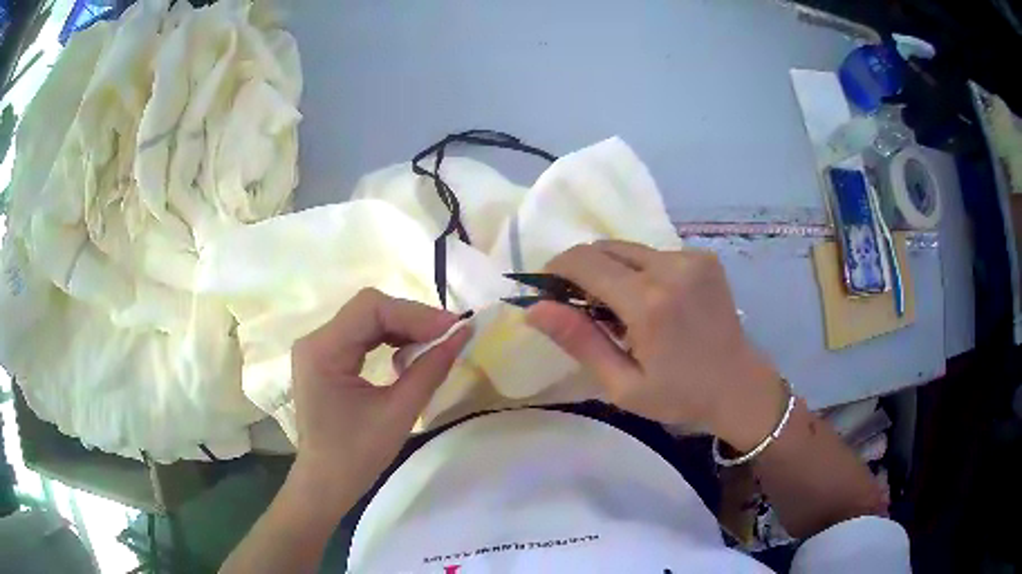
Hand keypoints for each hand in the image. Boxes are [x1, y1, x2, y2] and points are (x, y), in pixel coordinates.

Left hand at [288, 288, 470, 510]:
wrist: (326, 484)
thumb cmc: (357, 456)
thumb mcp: (398, 413)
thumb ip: (430, 370)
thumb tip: (462, 335)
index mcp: (323, 350)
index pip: (370, 308)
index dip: (415, 313)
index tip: (452, 329)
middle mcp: (315, 340)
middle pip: (368, 310)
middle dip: (412, 320)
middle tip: (450, 336)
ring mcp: (318, 348)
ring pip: (367, 320)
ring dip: (403, 328)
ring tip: (435, 345)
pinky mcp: (326, 359)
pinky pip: (362, 336)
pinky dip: (390, 341)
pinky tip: (408, 357)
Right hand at [526, 241, 785, 450]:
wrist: (739, 386)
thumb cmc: (679, 396)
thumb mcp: (622, 385)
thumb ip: (579, 342)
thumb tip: (534, 308)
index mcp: (648, 303)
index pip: (584, 262)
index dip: (556, 269)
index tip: (548, 290)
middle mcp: (670, 267)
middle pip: (605, 248)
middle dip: (583, 270)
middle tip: (584, 307)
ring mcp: (691, 258)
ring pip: (629, 248)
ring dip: (613, 271)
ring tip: (621, 309)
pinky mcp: (704, 257)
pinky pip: (655, 254)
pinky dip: (640, 271)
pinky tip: (653, 302)